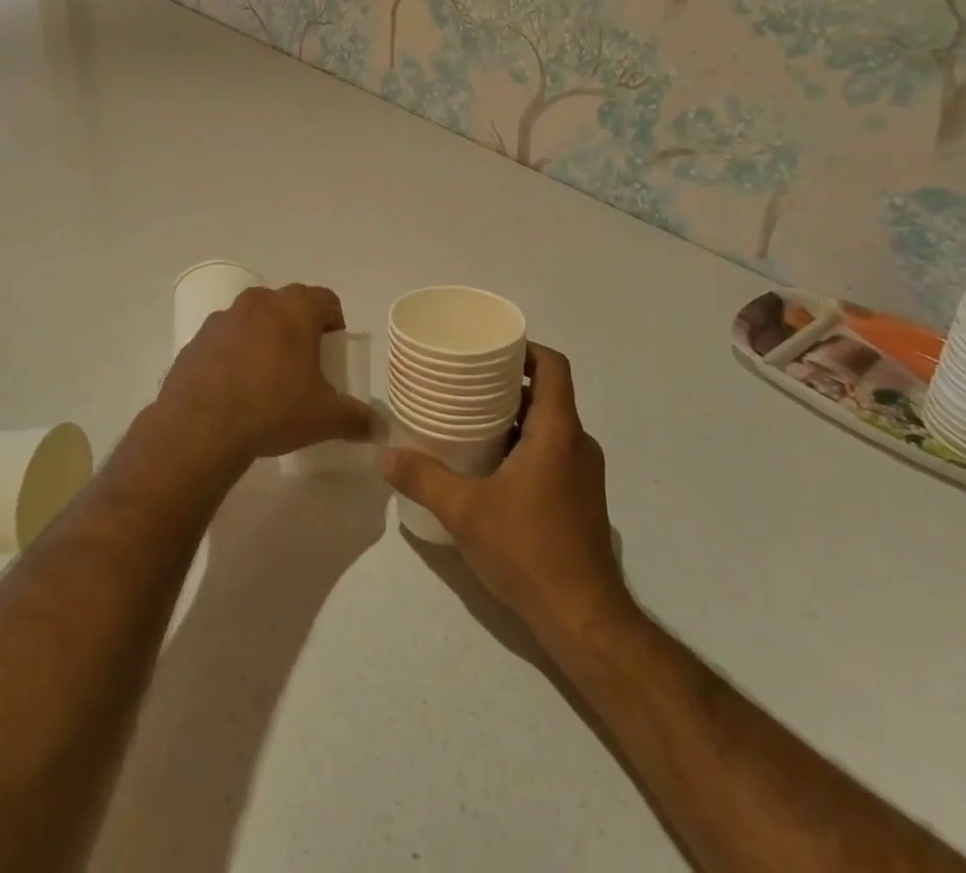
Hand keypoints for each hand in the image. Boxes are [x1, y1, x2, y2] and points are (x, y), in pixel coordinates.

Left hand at [160, 284, 375, 466]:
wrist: (201, 428)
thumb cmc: (274, 409)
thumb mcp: (324, 418)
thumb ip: (356, 419)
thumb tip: (379, 427)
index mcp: (295, 309)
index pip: (326, 299)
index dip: (334, 322)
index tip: (333, 350)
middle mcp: (259, 302)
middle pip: (287, 304)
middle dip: (298, 327)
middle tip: (303, 364)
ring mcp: (222, 319)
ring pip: (252, 319)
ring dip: (263, 338)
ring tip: (266, 378)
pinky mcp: (195, 340)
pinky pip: (223, 340)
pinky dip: (232, 354)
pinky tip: (233, 389)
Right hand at [381, 343, 631, 645]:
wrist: (583, 618)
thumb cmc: (529, 550)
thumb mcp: (465, 511)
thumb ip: (423, 478)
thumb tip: (382, 455)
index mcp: (558, 431)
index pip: (554, 366)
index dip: (527, 348)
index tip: (491, 347)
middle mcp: (578, 444)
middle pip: (549, 394)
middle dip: (510, 383)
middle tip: (467, 382)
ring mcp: (583, 474)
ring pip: (550, 426)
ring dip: (516, 417)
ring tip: (472, 419)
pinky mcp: (581, 499)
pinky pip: (554, 453)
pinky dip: (526, 445)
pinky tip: (491, 466)